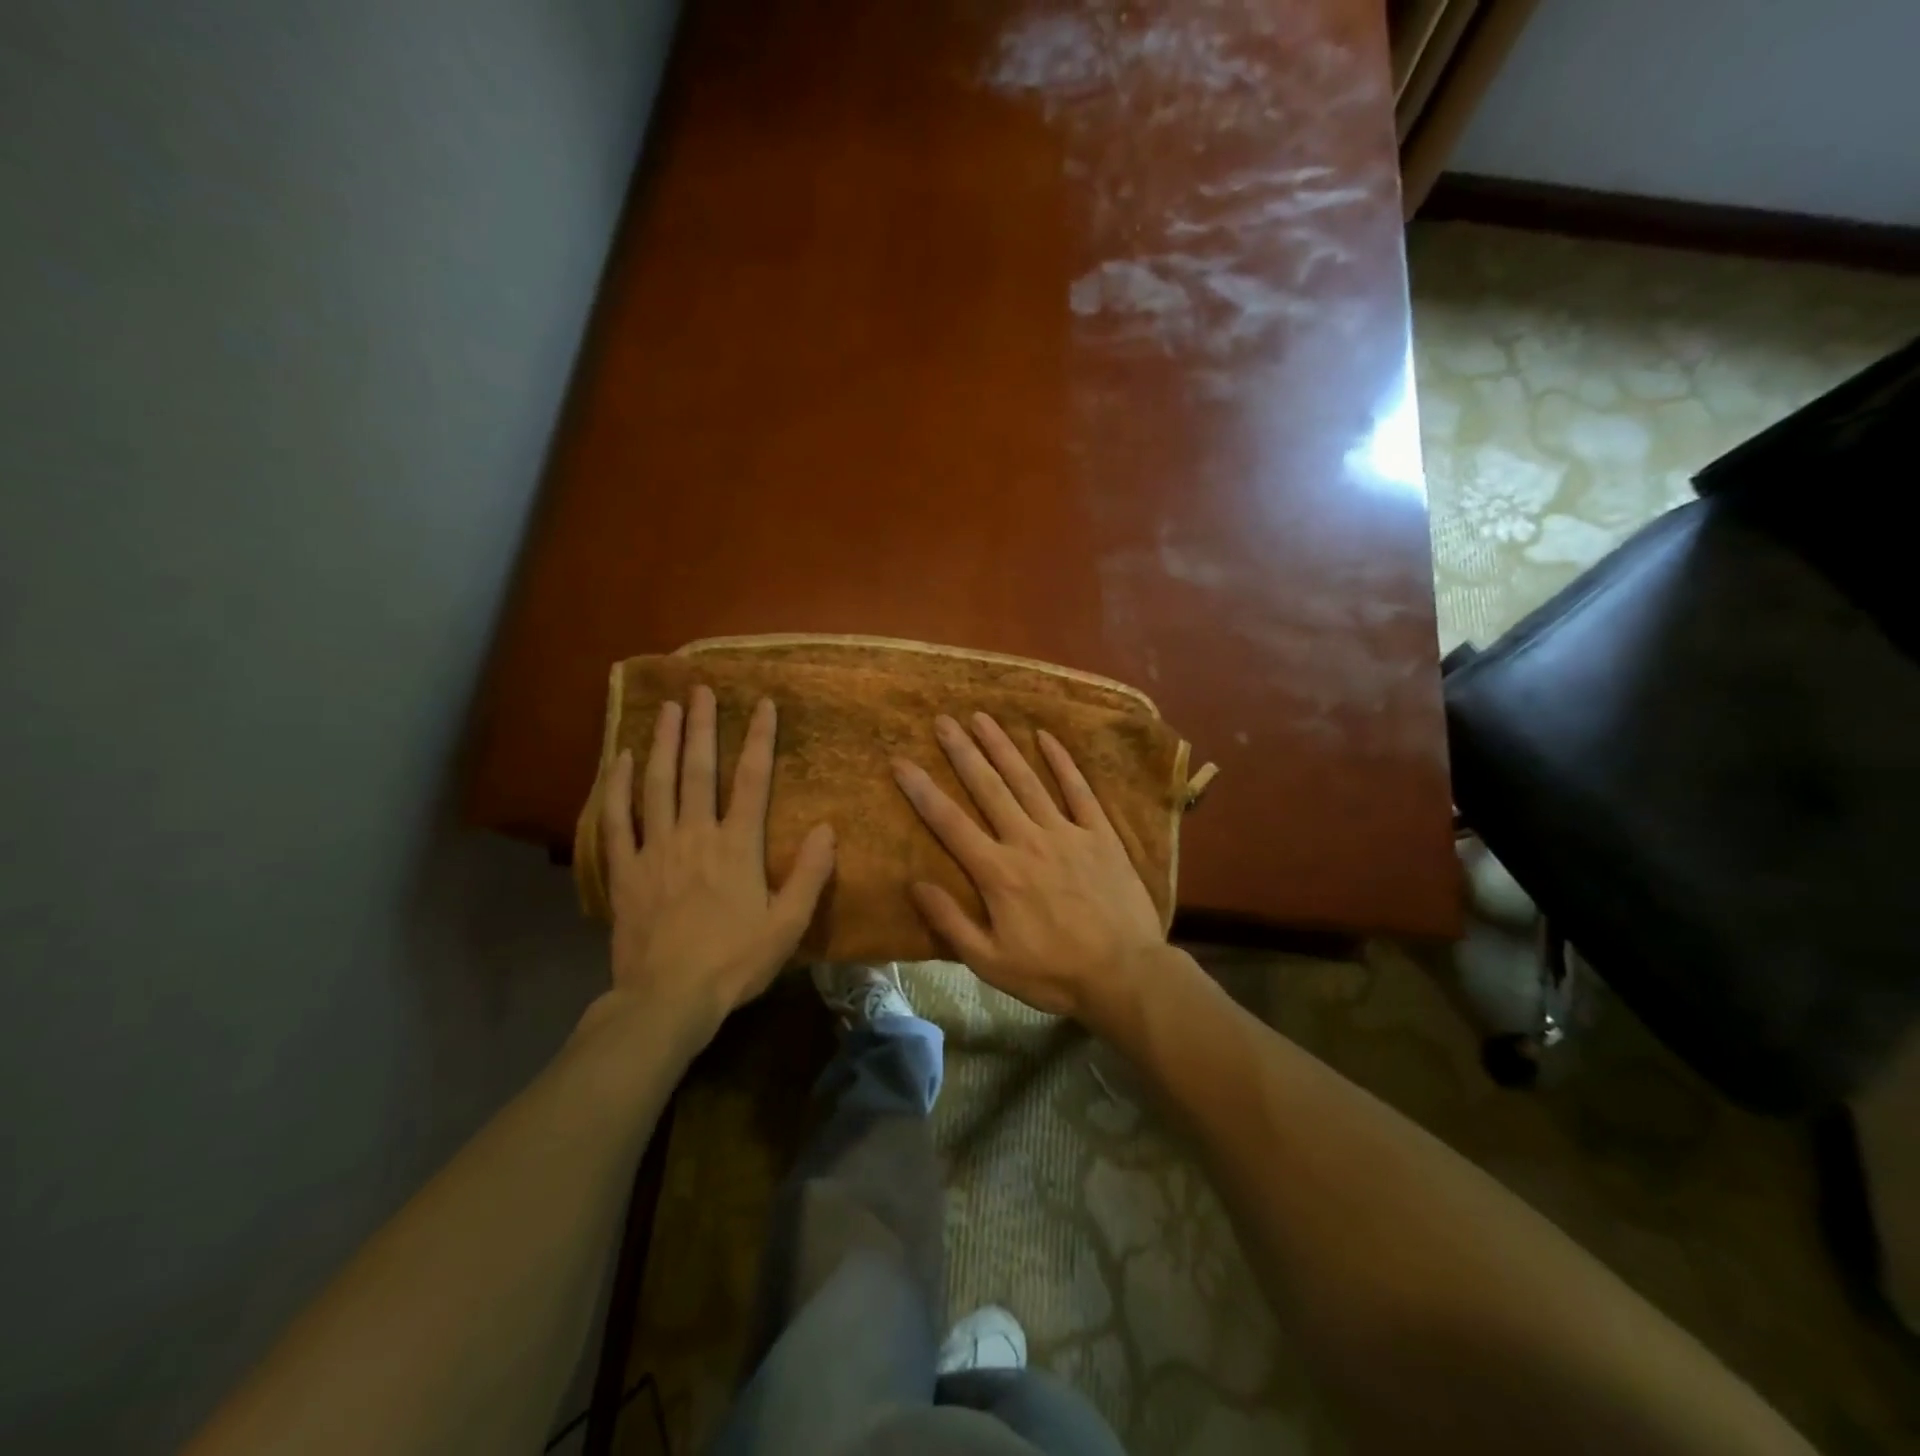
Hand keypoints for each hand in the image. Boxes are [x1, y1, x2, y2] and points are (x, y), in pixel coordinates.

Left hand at [598, 686, 834, 1034]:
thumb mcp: (788, 924)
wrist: (668, 998)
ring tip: (666, 709)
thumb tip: (828, 828)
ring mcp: (655, 849)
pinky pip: (617, 820)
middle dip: (701, 726)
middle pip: (698, 770)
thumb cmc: (734, 962)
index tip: (762, 703)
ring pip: (657, 785)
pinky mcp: (624, 870)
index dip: (759, 738)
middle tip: (699, 689)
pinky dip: (616, 788)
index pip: (751, 780)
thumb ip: (810, 874)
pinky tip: (618, 760)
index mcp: (737, 846)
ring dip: (662, 743)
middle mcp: (695, 835)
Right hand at [892, 712, 1165, 1023]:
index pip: (950, 823)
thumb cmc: (1053, 974)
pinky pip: (1078, 790)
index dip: (922, 790)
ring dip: (1002, 747)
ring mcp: (1066, 832)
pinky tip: (1045, 737)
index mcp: (997, 872)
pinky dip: (1062, 762)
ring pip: (1028, 781)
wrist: (1124, 975)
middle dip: (962, 752)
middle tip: (943, 719)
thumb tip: (915, 884)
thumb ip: (951, 922)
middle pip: (988, 788)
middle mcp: (1027, 841)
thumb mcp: (990, 962)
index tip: (901, 761)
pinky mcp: (1099, 834)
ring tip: (982, 717)